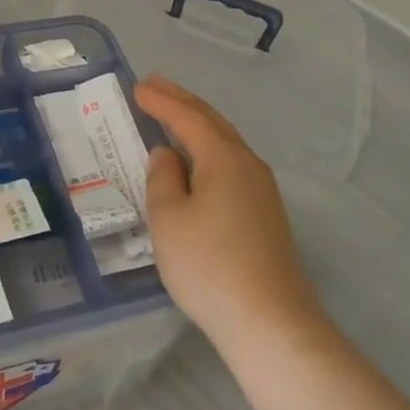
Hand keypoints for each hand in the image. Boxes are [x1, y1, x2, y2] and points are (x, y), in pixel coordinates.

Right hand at [135, 76, 321, 352]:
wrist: (271, 323)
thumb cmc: (210, 266)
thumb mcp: (169, 220)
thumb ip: (163, 179)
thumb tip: (168, 155)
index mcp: (223, 157)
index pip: (188, 117)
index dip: (161, 101)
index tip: (138, 87)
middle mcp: (247, 164)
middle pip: (212, 122)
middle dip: (182, 102)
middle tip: (155, 86)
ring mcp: (262, 190)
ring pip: (225, 142)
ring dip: (197, 124)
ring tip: (173, 114)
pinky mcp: (265, 214)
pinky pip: (231, 163)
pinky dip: (208, 148)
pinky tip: (198, 161)